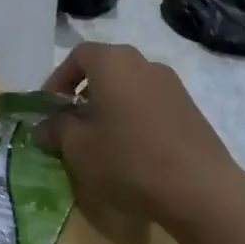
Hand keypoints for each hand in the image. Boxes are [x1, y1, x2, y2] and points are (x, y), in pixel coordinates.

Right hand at [35, 43, 237, 226]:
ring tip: (100, 139)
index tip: (49, 107)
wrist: (200, 189)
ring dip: (110, 104)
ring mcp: (172, 84)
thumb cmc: (129, 161)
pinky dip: (134, 115)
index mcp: (113, 63)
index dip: (58, 79)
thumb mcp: (79, 149)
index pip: (78, 55)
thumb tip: (44, 126)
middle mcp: (144, 63)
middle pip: (106, 67)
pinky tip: (131, 149)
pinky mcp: (189, 108)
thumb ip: (56, 130)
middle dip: (84, 91)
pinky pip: (150, 102)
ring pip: (129, 85)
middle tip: (72, 122)